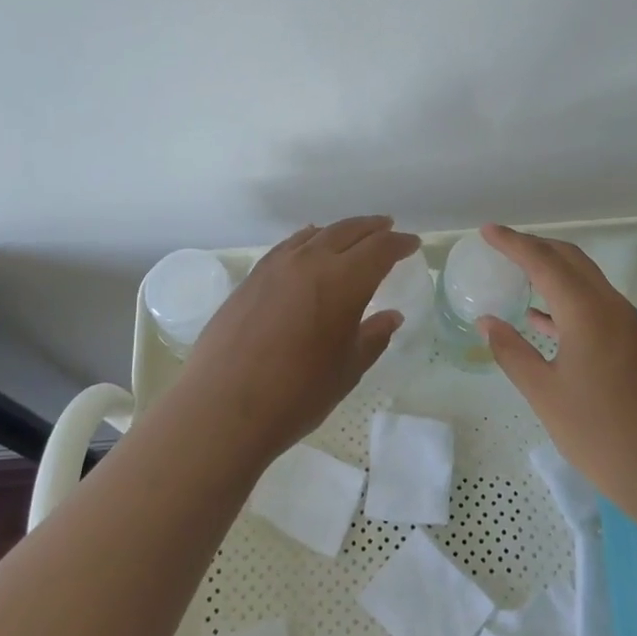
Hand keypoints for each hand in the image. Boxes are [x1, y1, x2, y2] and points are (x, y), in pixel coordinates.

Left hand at [177, 216, 420, 463]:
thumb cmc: (297, 393)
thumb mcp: (347, 369)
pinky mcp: (252, 277)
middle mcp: (311, 261)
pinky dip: (307, 239)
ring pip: (316, 234)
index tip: (412, 244)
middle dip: (373, 229)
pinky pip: (288, 246)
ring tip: (353, 235)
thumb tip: (391, 316)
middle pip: (348, 231)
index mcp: (344, 280)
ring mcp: (277, 266)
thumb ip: (373, 337)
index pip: (380, 249)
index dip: (400, 244)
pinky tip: (308, 245)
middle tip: (389, 228)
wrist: (224, 406)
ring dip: (341, 231)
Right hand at [477, 223, 636, 514]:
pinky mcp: (632, 344)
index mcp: (586, 311)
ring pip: (584, 279)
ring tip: (517, 272)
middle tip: (501, 246)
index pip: (543, 261)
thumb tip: (486, 321)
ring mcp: (625, 324)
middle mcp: (609, 306)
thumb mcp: (544, 393)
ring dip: (552, 269)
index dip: (513, 243)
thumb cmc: (599, 432)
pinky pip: (593, 303)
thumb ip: (512, 351)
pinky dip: (565, 298)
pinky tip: (541, 318)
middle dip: (535, 246)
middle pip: (569, 259)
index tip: (486, 231)